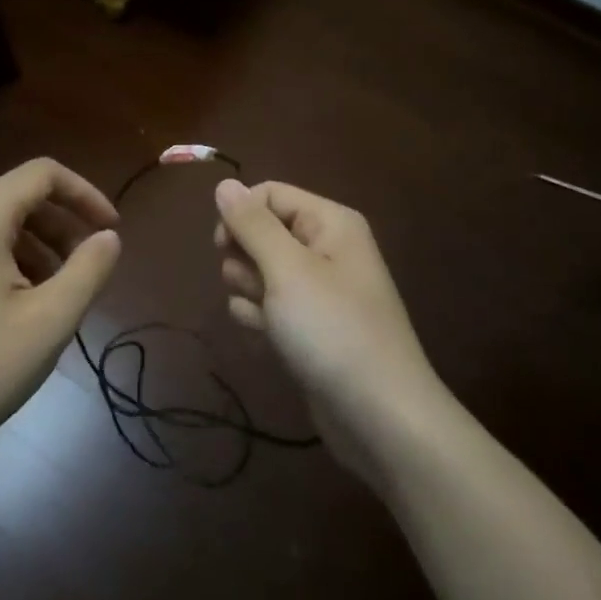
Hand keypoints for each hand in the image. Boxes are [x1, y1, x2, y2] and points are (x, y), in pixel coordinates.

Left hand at [0, 159, 121, 474]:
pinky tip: (10, 308)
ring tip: (51, 294)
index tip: (110, 230)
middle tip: (85, 268)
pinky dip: (0, 261)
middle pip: (16, 198)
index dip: (85, 194)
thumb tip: (109, 236)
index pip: (42, 174)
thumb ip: (89, 269)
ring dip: (32, 247)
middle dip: (60, 227)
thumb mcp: (49, 321)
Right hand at [214, 179, 446, 477]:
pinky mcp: (307, 327)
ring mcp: (316, 291)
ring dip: (251, 296)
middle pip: (260, 234)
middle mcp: (325, 249)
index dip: (240, 215)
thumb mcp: (287, 269)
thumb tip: (224, 183)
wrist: (378, 416)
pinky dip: (262, 323)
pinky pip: (267, 308)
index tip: (222, 246)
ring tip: (272, 323)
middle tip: (262, 290)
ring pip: (257, 274)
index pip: (269, 194)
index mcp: (329, 223)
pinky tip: (273, 344)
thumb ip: (252, 224)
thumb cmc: (332, 330)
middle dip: (246, 262)